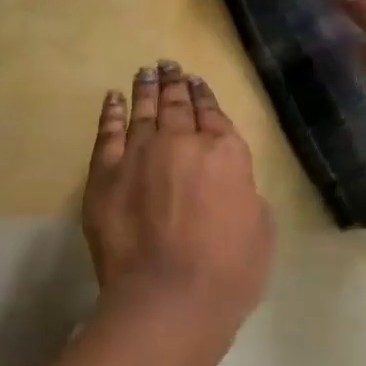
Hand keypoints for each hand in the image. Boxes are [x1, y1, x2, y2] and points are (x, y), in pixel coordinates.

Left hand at [81, 62, 274, 348]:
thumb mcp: (260, 227)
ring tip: (146, 71)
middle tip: (168, 65)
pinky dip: (111, 113)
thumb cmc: (228, 272)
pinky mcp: (105, 174)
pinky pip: (107, 133)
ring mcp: (139, 154)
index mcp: (225, 153)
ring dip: (145, 88)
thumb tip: (227, 181)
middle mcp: (181, 142)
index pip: (213, 114)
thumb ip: (243, 191)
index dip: (204, 96)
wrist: (167, 300)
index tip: (196, 81)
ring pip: (143, 110)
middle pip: (176, 105)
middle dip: (174, 83)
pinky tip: (113, 99)